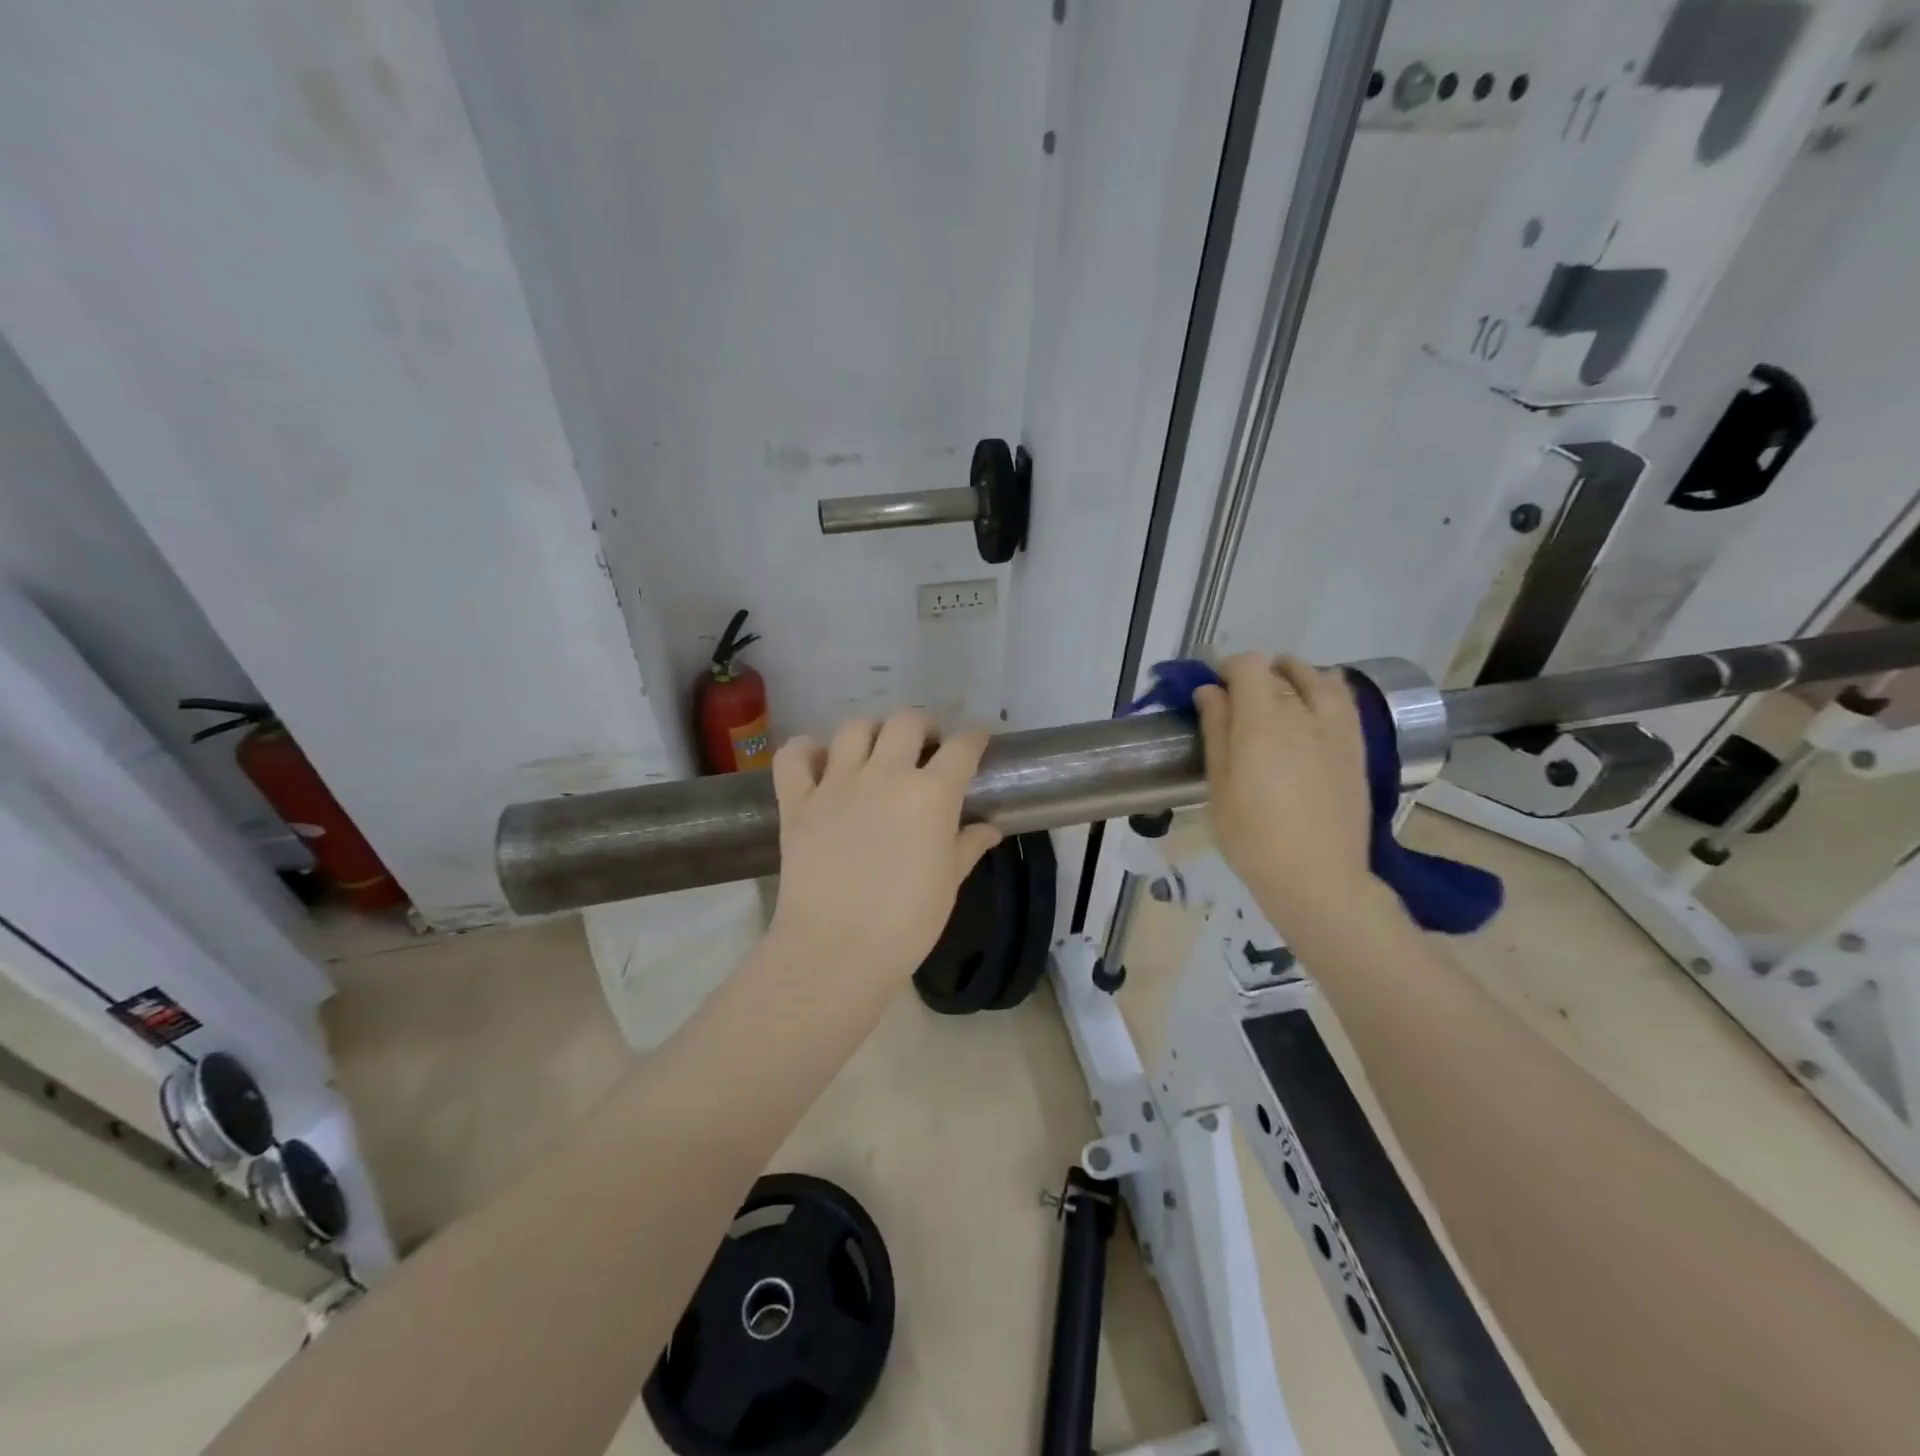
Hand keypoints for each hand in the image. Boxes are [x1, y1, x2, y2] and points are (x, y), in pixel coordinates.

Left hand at [768, 711, 1002, 980]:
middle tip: (925, 748)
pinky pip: (794, 756)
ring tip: (875, 752)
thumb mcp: (948, 884)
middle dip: (923, 725)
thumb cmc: (906, 923)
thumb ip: (968, 847)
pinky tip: (818, 763)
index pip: (962, 748)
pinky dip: (805, 751)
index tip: (978, 741)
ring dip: (870, 732)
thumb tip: (990, 827)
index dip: (975, 738)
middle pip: (906, 721)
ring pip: (853, 728)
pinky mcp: (797, 801)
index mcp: (930, 794)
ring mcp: (835, 784)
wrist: (836, 951)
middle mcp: (884, 775)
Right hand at [1193, 654, 1374, 929]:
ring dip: (1296, 675)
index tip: (1215, 688)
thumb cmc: (1253, 837)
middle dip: (1258, 673)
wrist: (1318, 877)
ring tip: (1281, 694)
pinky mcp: (1357, 748)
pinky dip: (1326, 691)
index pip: (1250, 666)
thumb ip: (1216, 731)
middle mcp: (1304, 715)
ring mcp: (1337, 730)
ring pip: (1320, 678)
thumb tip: (1210, 691)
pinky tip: (1314, 709)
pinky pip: (1345, 701)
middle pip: (1282, 669)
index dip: (1229, 667)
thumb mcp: (1219, 786)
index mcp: (1262, 723)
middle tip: (1241, 698)